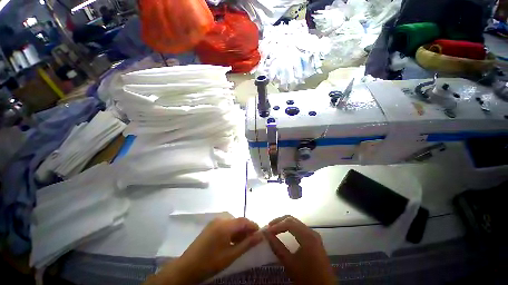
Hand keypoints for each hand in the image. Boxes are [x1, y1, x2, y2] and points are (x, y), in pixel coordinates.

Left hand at [145, 217, 262, 284]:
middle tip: (252, 240)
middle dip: (246, 229)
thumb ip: (247, 244)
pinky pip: (225, 225)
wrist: (187, 267)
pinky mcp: (211, 226)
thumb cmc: (211, 262)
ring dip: (239, 230)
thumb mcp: (231, 255)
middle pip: (238, 221)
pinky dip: (232, 231)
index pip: (244, 221)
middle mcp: (220, 219)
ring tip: (243, 242)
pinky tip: (232, 241)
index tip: (260, 234)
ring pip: (232, 222)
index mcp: (225, 225)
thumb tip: (261, 235)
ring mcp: (214, 222)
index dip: (253, 226)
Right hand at [264, 215, 334, 284]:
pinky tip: (284, 232)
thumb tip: (266, 234)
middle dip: (279, 221)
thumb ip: (277, 247)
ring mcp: (314, 235)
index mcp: (307, 236)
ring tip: (274, 229)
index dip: (276, 226)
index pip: (289, 224)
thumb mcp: (290, 263)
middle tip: (269, 227)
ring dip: (284, 223)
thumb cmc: (307, 277)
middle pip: (292, 220)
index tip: (267, 230)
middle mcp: (311, 232)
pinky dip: (290, 228)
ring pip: (296, 223)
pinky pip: (300, 228)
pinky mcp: (314, 239)